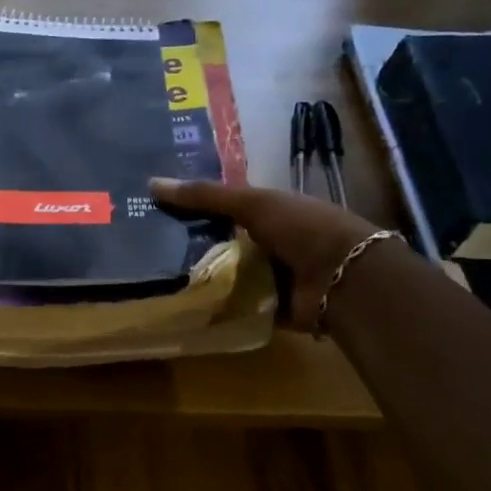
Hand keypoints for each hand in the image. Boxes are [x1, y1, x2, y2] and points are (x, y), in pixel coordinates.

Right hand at [151, 179, 380, 331]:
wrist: (346, 279)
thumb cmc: (302, 228)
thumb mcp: (251, 202)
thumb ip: (204, 195)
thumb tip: (151, 183)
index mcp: (269, 211)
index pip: (222, 207)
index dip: (191, 207)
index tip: (154, 210)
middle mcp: (267, 242)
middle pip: (219, 242)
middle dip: (188, 244)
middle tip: (145, 247)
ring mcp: (268, 276)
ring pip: (223, 274)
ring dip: (198, 277)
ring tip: (153, 277)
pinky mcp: (267, 307)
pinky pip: (233, 305)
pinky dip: (213, 306)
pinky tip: (179, 305)